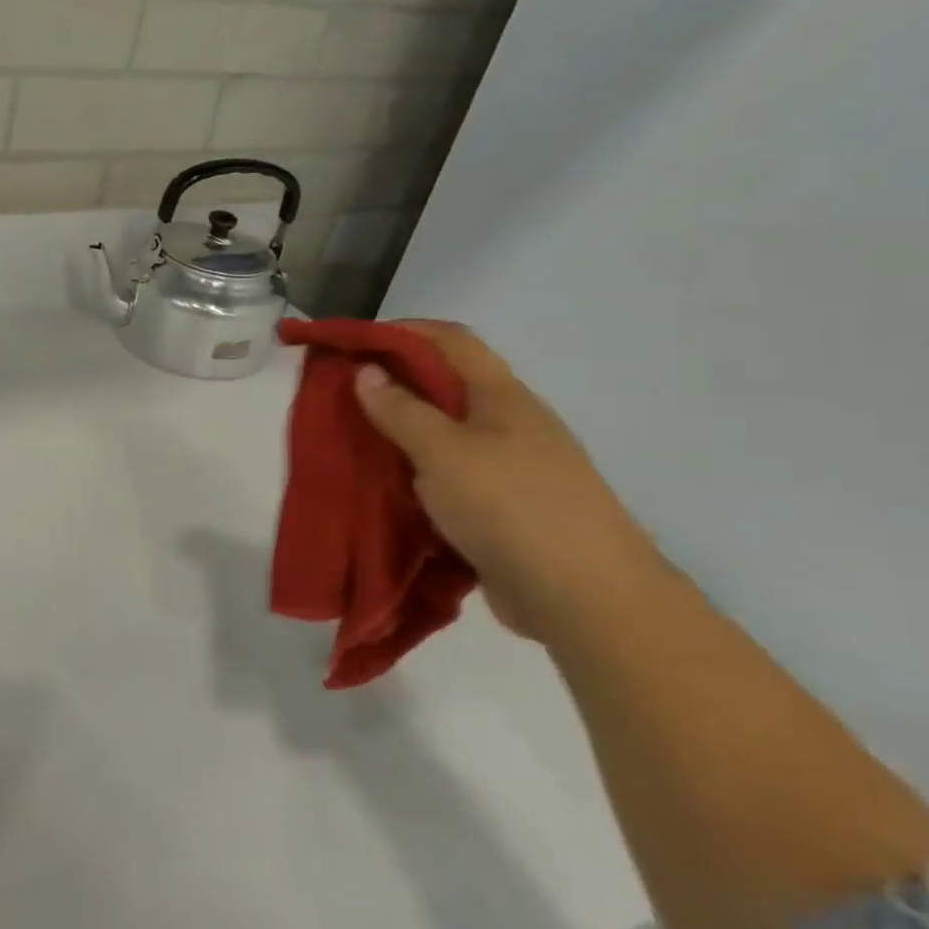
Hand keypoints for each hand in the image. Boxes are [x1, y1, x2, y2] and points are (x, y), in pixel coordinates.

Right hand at [352, 321, 662, 640]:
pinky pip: (450, 474)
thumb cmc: (510, 505)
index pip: (451, 340)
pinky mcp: (505, 507)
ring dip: (402, 429)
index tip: (352, 343)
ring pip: (446, 432)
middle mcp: (510, 423)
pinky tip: (390, 485)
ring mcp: (512, 467)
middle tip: (342, 395)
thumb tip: (367, 372)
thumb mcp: (443, 451)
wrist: (585, 597)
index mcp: (502, 397)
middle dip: (394, 381)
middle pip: (448, 384)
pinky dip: (417, 470)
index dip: (402, 331)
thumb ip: (401, 410)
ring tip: (356, 440)